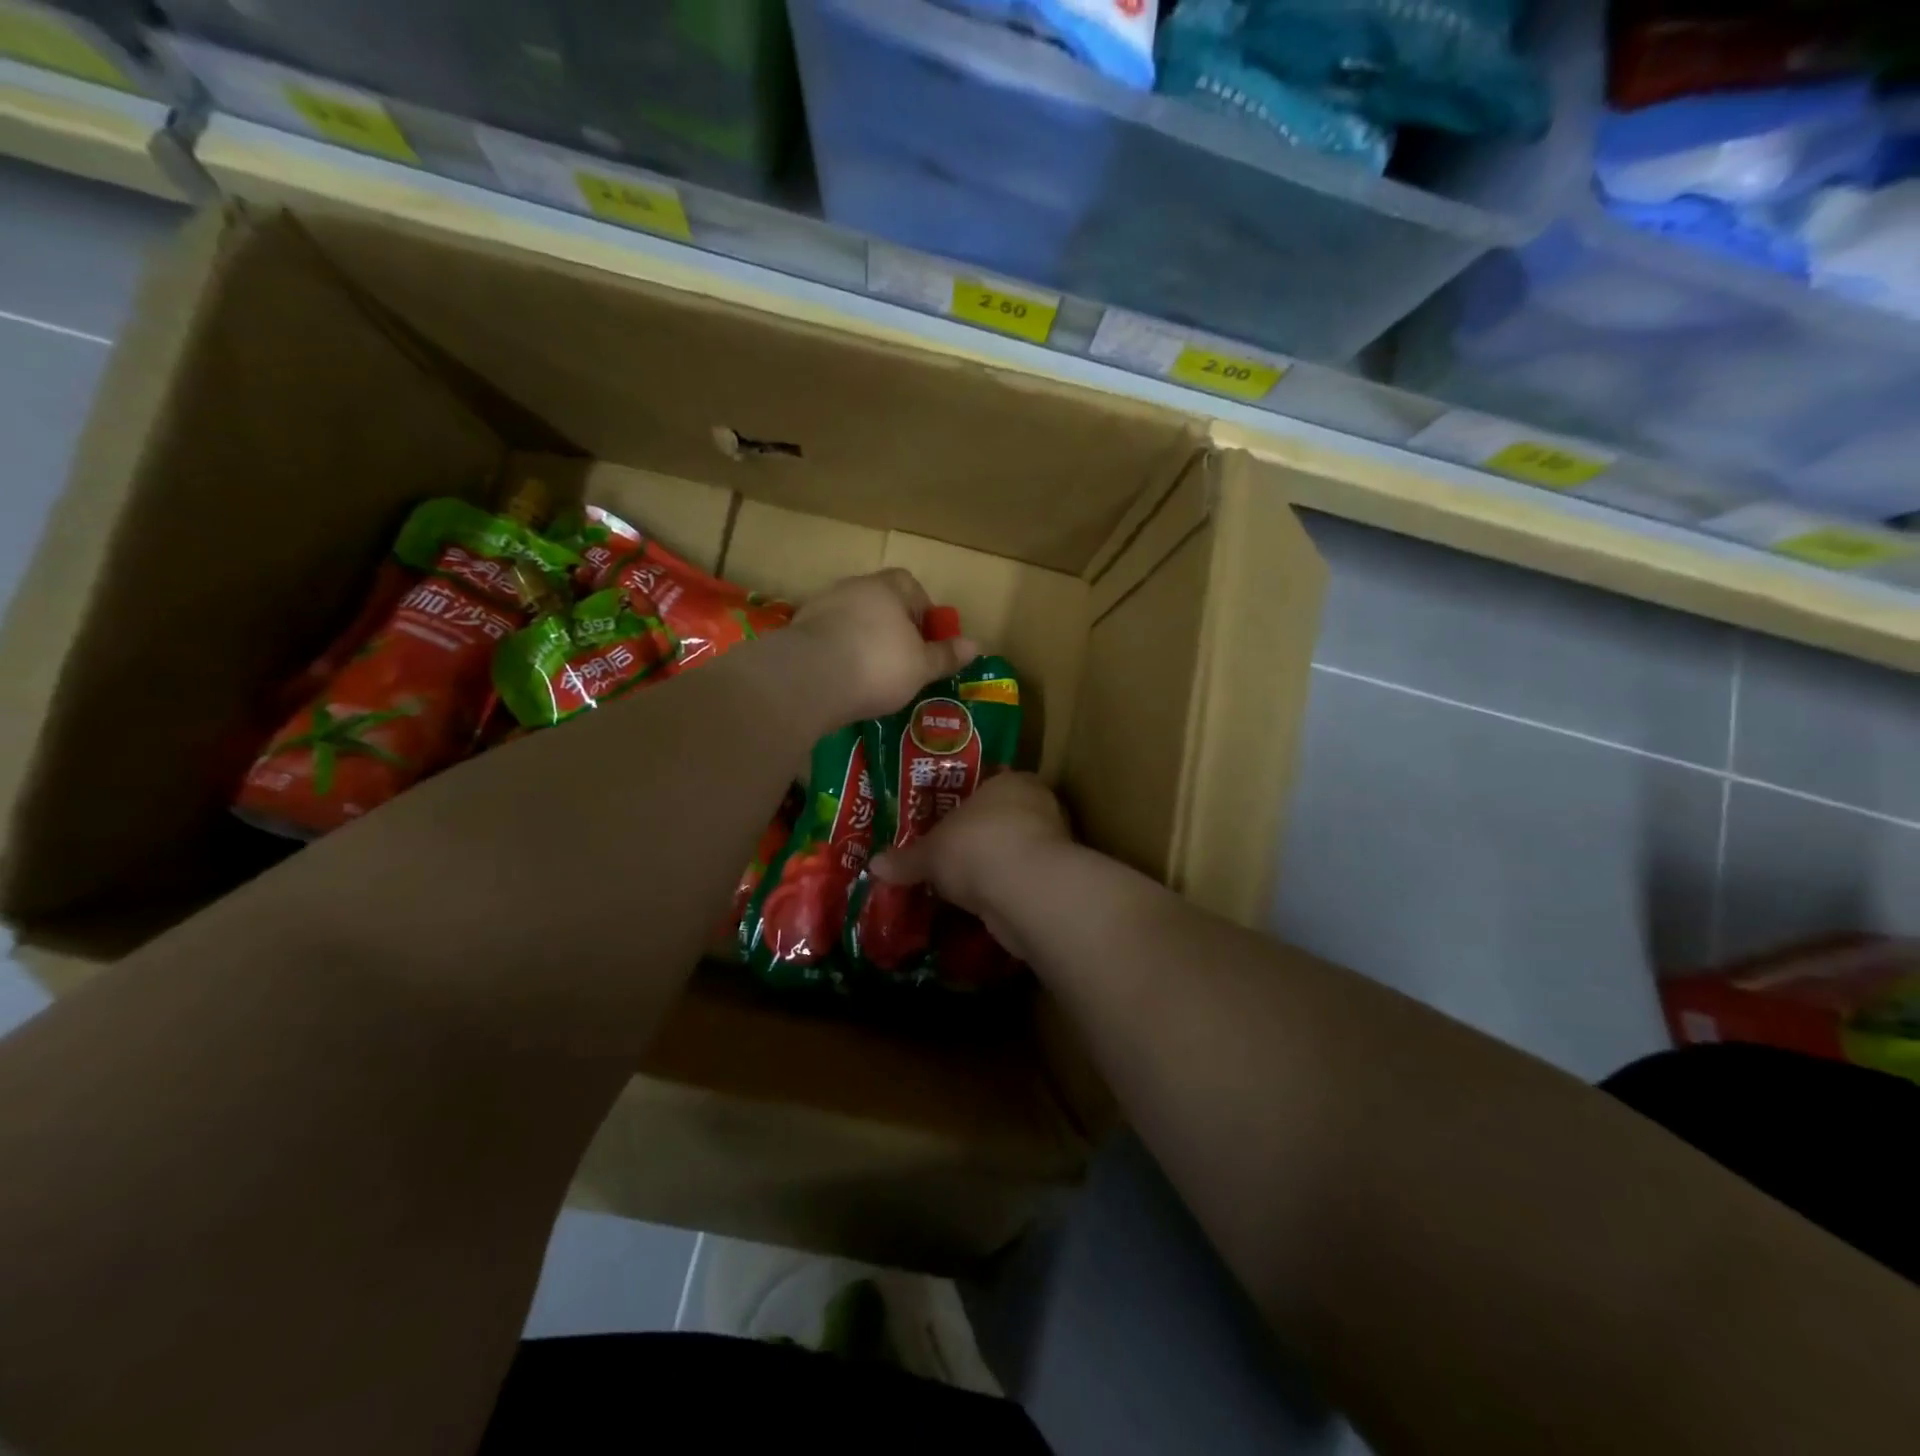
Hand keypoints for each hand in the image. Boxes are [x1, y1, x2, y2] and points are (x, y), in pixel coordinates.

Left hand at [788, 569, 977, 722]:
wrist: (810, 679)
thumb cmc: (878, 666)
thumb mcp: (921, 667)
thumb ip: (946, 655)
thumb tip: (976, 645)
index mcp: (886, 588)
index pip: (909, 585)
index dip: (922, 610)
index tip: (925, 640)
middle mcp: (852, 588)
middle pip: (878, 601)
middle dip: (891, 627)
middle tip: (901, 660)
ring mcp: (820, 607)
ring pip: (850, 619)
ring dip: (862, 640)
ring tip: (870, 674)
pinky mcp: (797, 632)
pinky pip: (827, 638)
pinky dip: (837, 653)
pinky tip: (843, 680)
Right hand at [870, 773, 1069, 954]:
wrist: (1027, 892)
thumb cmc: (977, 847)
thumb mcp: (930, 852)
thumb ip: (906, 859)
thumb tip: (874, 865)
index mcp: (1011, 781)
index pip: (986, 781)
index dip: (962, 800)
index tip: (942, 818)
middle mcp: (1037, 805)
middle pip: (1000, 817)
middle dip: (976, 835)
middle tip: (946, 852)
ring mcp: (1051, 843)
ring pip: (1012, 850)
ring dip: (992, 865)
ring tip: (960, 883)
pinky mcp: (1054, 880)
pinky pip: (1020, 880)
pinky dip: (1003, 890)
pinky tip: (980, 904)